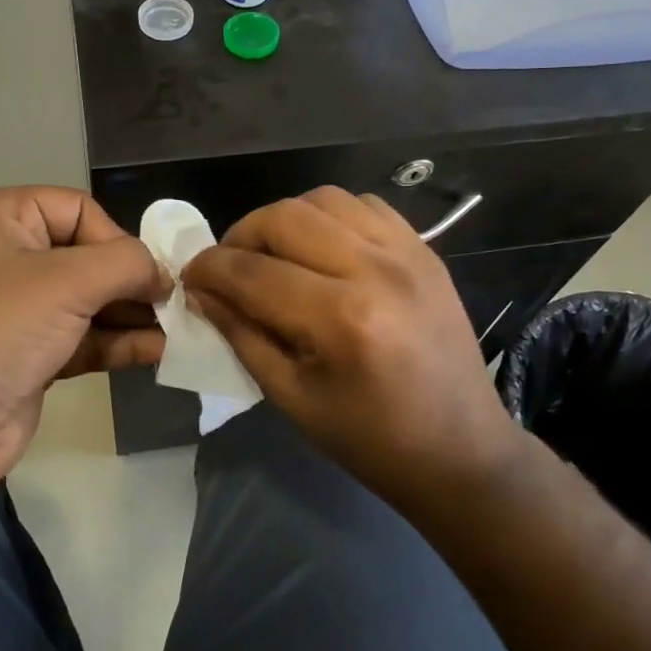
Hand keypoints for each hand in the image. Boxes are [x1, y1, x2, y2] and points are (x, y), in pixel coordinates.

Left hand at [0, 187, 168, 497]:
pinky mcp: (26, 355)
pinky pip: (80, 338)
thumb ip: (128, 264)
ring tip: (177, 329)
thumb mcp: (68, 280)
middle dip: (131, 281)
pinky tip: (156, 351)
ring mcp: (14, 309)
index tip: (150, 273)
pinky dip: (116, 342)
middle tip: (174, 302)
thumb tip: (164, 274)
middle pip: (86, 255)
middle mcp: (4, 255)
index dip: (117, 238)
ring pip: (87, 301)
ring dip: (130, 314)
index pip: (77, 208)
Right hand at [183, 186, 517, 506]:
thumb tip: (200, 291)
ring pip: (323, 199)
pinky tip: (322, 248)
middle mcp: (375, 270)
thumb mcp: (290, 397)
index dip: (209, 269)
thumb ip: (240, 334)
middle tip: (228, 267)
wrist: (461, 450)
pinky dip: (330, 216)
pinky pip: (364, 205)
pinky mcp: (424, 250)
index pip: (252, 271)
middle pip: (284, 217)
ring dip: (284, 220)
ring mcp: (407, 253)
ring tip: (273, 254)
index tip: (190, 276)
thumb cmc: (370, 440)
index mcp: (341, 319)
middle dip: (241, 236)